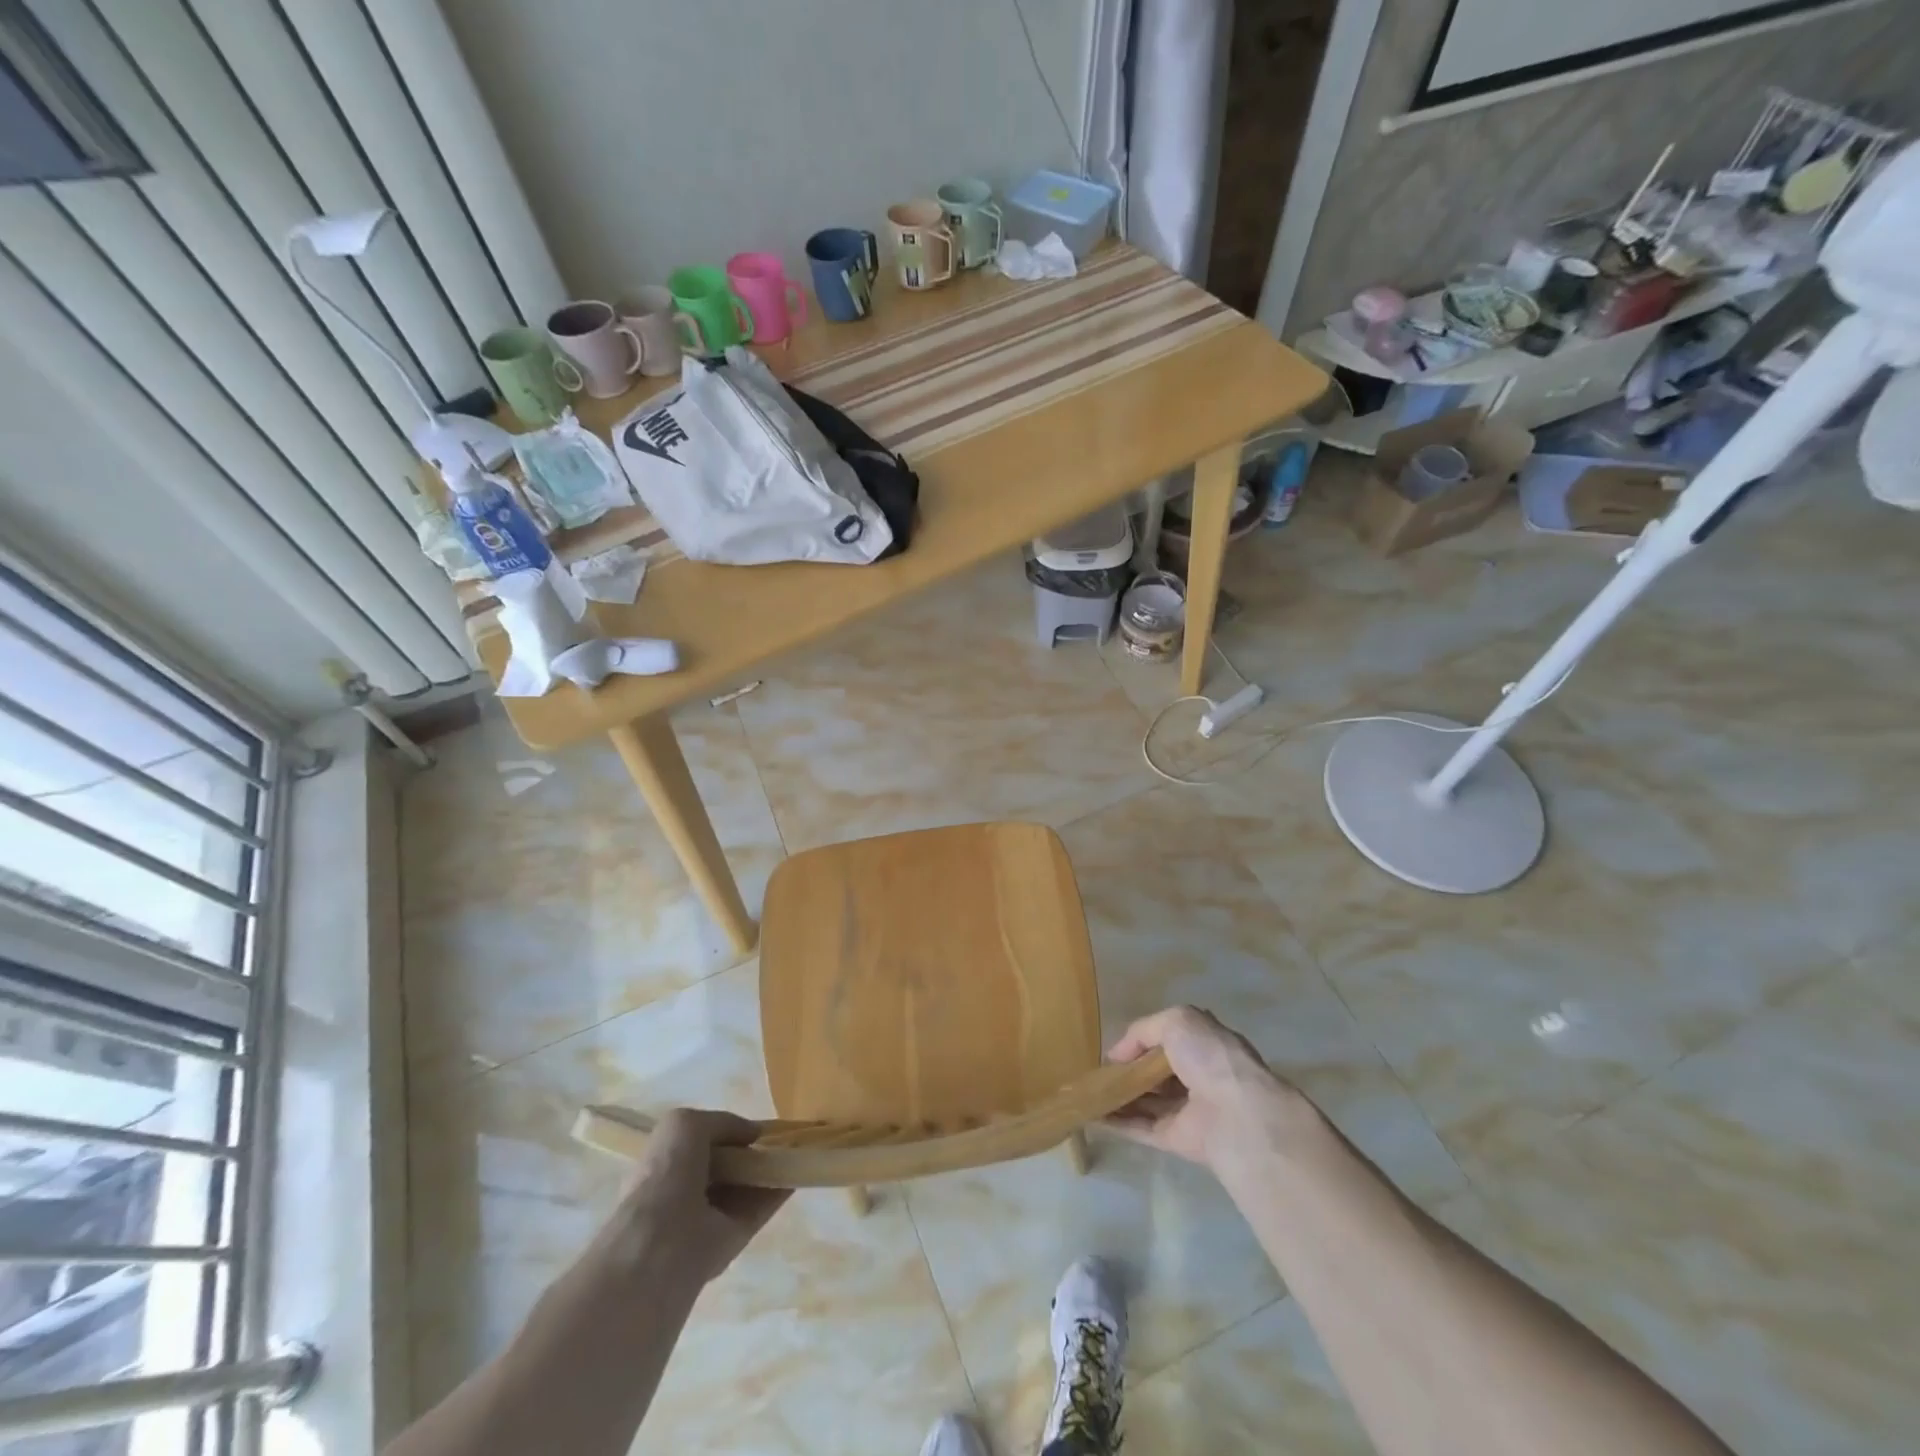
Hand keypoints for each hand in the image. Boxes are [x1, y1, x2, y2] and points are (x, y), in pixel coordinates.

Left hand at [597, 1109, 789, 1288]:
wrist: (664, 1240)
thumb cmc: (668, 1172)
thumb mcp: (686, 1124)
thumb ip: (723, 1122)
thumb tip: (752, 1134)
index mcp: (669, 1165)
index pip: (704, 1145)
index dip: (728, 1133)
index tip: (754, 1127)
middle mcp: (690, 1190)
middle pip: (729, 1165)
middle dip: (752, 1151)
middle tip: (781, 1136)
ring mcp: (714, 1214)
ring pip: (748, 1185)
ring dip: (770, 1167)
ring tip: (799, 1147)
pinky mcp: (737, 1234)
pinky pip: (763, 1205)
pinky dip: (782, 1187)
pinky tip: (800, 1169)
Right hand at [1105, 1006, 1317, 1172]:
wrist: (1237, 1116)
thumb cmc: (1210, 1057)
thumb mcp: (1176, 1021)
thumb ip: (1143, 1030)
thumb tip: (1117, 1055)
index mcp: (1203, 1046)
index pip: (1170, 1040)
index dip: (1143, 1042)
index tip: (1117, 1048)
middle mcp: (1197, 1077)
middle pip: (1156, 1074)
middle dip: (1129, 1071)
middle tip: (1097, 1070)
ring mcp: (1186, 1111)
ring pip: (1146, 1102)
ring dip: (1118, 1097)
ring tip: (1086, 1091)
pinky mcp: (1176, 1140)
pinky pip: (1140, 1129)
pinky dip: (1117, 1123)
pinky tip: (1091, 1114)